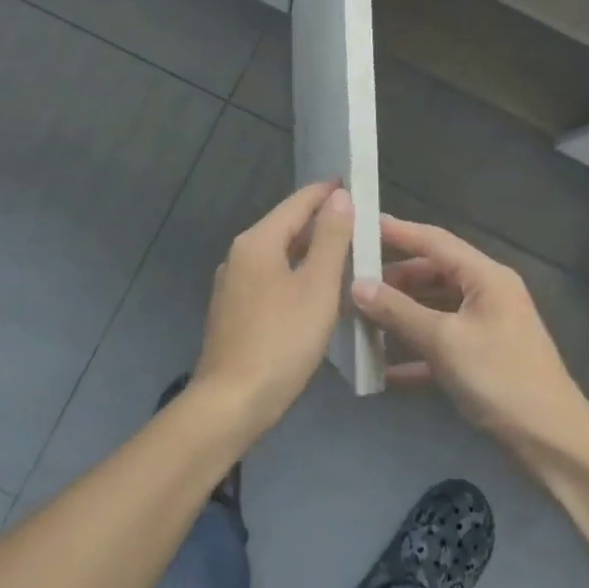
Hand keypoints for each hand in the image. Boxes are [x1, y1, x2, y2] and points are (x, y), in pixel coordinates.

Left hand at [192, 181, 353, 439]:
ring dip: (307, 249)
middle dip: (319, 221)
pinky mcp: (232, 312)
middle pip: (284, 226)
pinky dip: (294, 273)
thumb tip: (339, 197)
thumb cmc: (281, 340)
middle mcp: (239, 255)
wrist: (231, 403)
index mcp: (257, 242)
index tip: (352, 184)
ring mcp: (232, 285)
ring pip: (277, 254)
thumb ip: (330, 238)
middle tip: (357, 220)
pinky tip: (313, 289)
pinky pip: (269, 278)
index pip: (296, 203)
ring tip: (342, 252)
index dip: (326, 192)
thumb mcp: (316, 286)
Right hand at [353, 215, 588, 448]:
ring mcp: (486, 328)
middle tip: (352, 282)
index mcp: (486, 277)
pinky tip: (382, 371)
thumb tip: (357, 286)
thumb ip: (399, 312)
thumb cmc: (501, 380)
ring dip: (400, 316)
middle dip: (394, 280)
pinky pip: (441, 345)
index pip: (435, 241)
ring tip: (359, 320)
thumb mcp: (445, 342)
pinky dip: (414, 353)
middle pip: (433, 275)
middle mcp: (487, 294)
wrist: (554, 443)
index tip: (361, 224)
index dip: (398, 231)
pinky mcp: (482, 360)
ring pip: (434, 310)